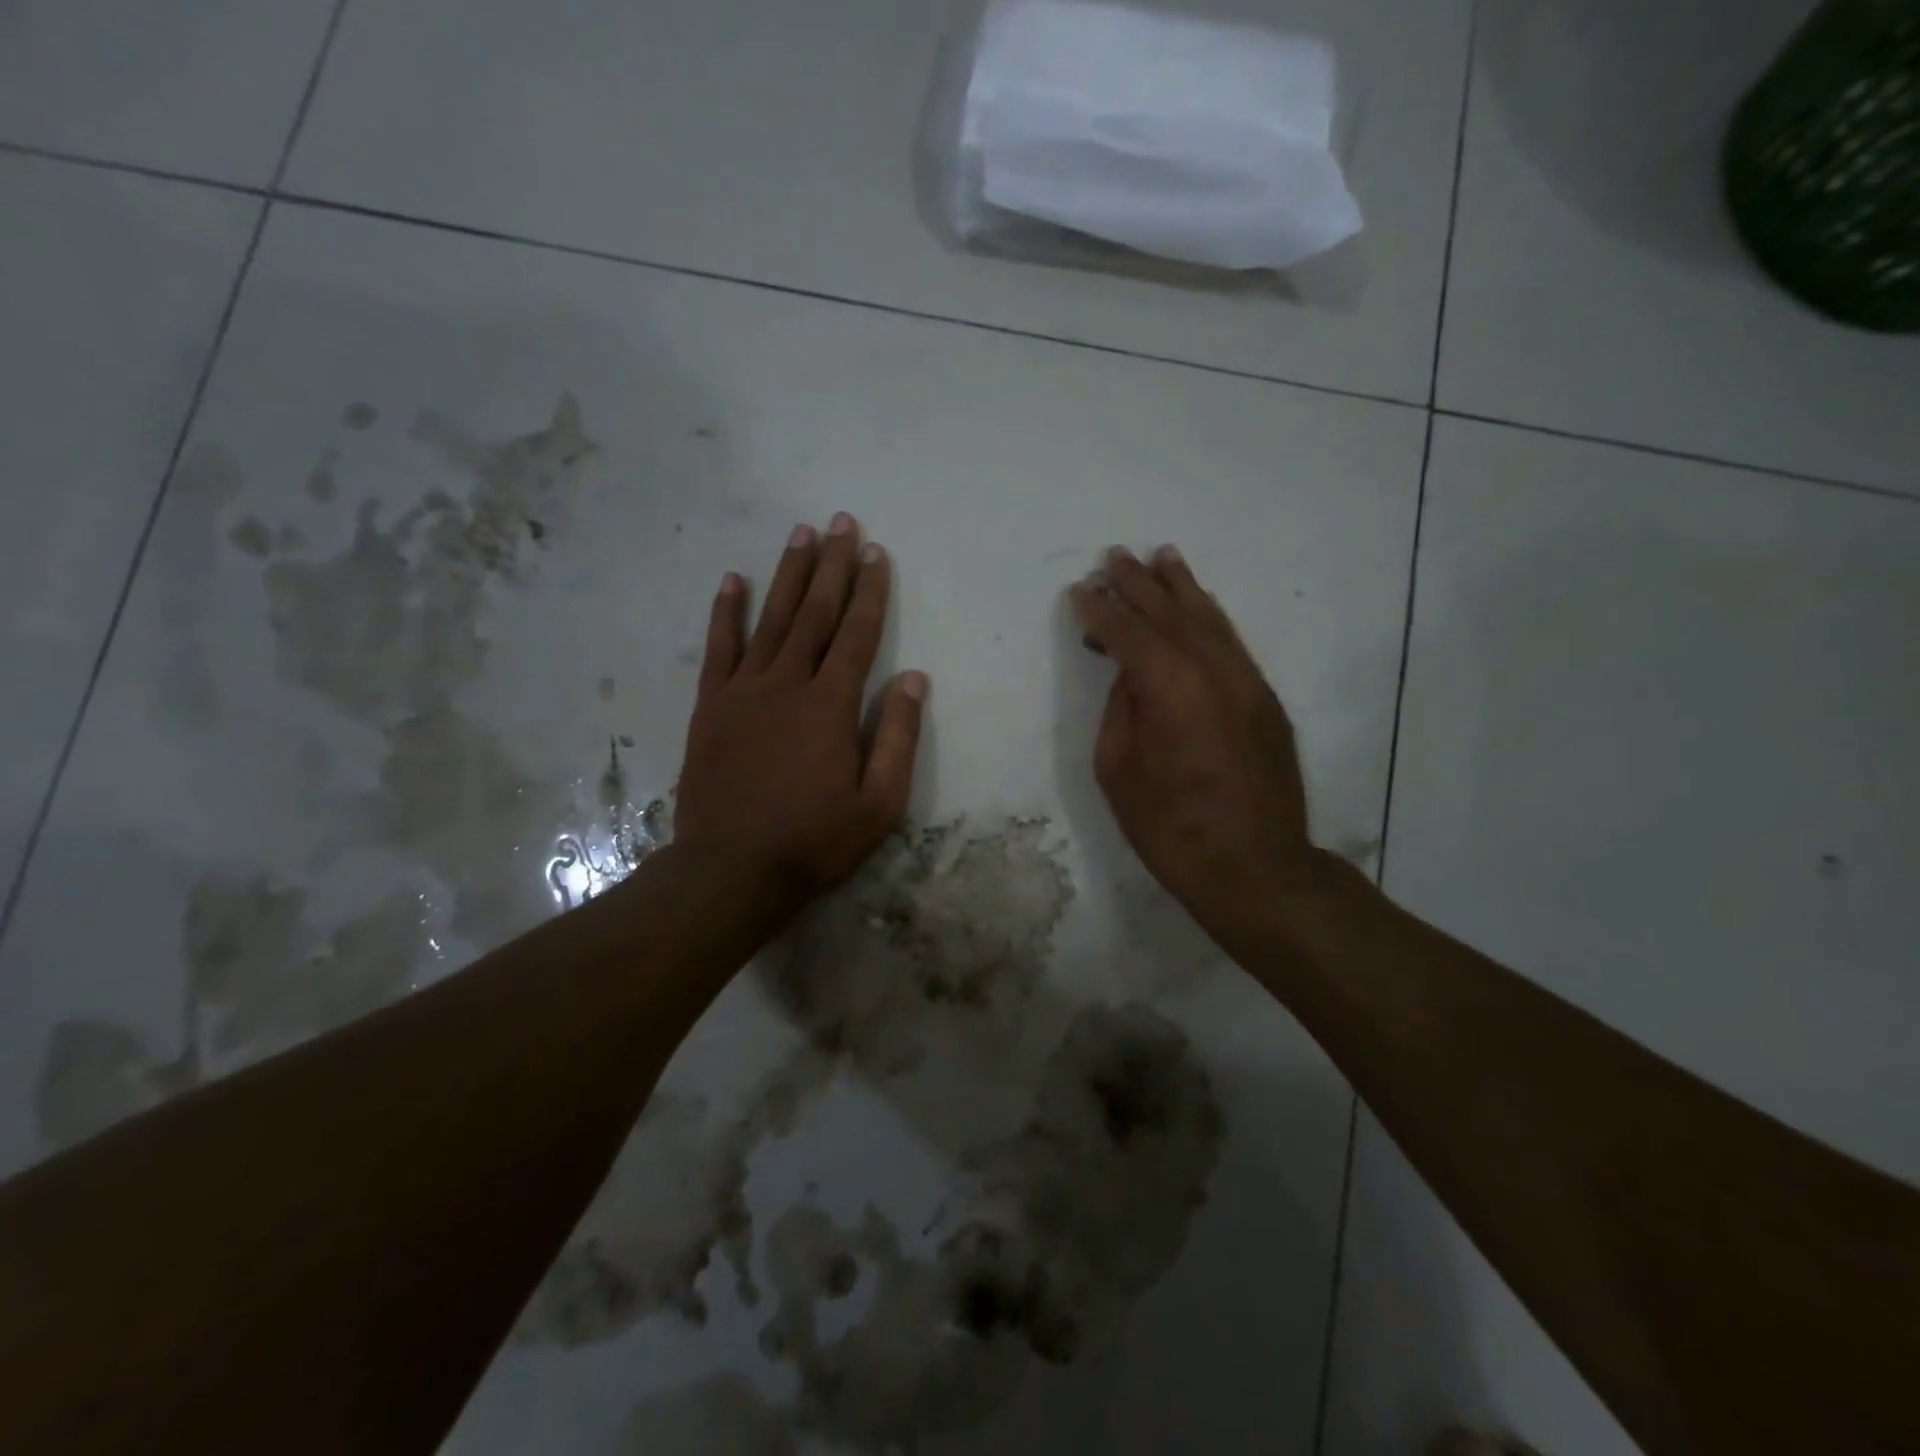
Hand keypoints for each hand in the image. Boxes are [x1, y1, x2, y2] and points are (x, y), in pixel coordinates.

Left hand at [675, 514, 926, 901]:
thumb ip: (896, 736)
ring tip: (801, 534)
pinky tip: (734, 580)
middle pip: (816, 613)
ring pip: (771, 619)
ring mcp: (744, 691)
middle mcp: (788, 683)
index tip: (876, 552)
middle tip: (841, 523)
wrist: (732, 868)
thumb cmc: (815, 839)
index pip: (858, 634)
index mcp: (831, 705)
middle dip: (833, 566)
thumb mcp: (879, 802)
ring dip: (788, 575)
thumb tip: (912, 678)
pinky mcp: (711, 706)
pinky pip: (719, 648)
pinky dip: (726, 612)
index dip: (870, 591)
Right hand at [1070, 545, 1321, 935]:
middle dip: (1139, 584)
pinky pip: (1231, 643)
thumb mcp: (1119, 771)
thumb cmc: (1171, 827)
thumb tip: (1130, 677)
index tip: (1079, 591)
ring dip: (1181, 588)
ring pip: (1209, 620)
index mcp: (1170, 687)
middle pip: (1170, 614)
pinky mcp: (1264, 699)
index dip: (1101, 610)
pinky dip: (1209, 618)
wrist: (1255, 867)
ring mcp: (1246, 682)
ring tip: (1161, 557)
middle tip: (1114, 556)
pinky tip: (1197, 606)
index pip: (1128, 633)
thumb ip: (1121, 710)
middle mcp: (1213, 670)